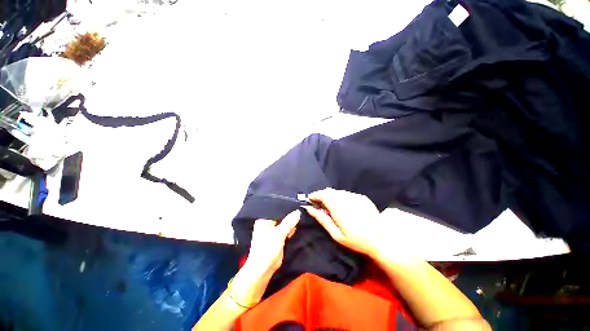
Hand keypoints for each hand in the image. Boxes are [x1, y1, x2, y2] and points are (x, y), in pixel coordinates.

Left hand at [231, 210, 299, 305]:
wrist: (264, 269)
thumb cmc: (267, 249)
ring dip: (290, 221)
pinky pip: (285, 230)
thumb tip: (298, 212)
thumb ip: (289, 222)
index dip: (285, 207)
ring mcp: (273, 231)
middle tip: (300, 207)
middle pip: (280, 216)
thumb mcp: (279, 233)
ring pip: (284, 223)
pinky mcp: (277, 237)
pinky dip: (290, 228)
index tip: (295, 203)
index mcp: (264, 220)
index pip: (276, 209)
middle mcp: (267, 224)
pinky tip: (298, 224)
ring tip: (301, 213)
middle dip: (289, 214)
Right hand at [303, 188, 384, 257]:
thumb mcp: (336, 234)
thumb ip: (322, 219)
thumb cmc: (356, 240)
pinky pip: (347, 194)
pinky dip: (341, 197)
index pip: (323, 195)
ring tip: (332, 207)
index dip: (315, 195)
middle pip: (330, 191)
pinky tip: (344, 207)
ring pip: (338, 192)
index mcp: (338, 207)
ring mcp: (355, 196)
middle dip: (322, 195)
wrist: (381, 239)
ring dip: (332, 196)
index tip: (310, 199)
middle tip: (320, 204)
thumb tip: (309, 208)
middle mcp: (346, 198)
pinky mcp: (362, 197)